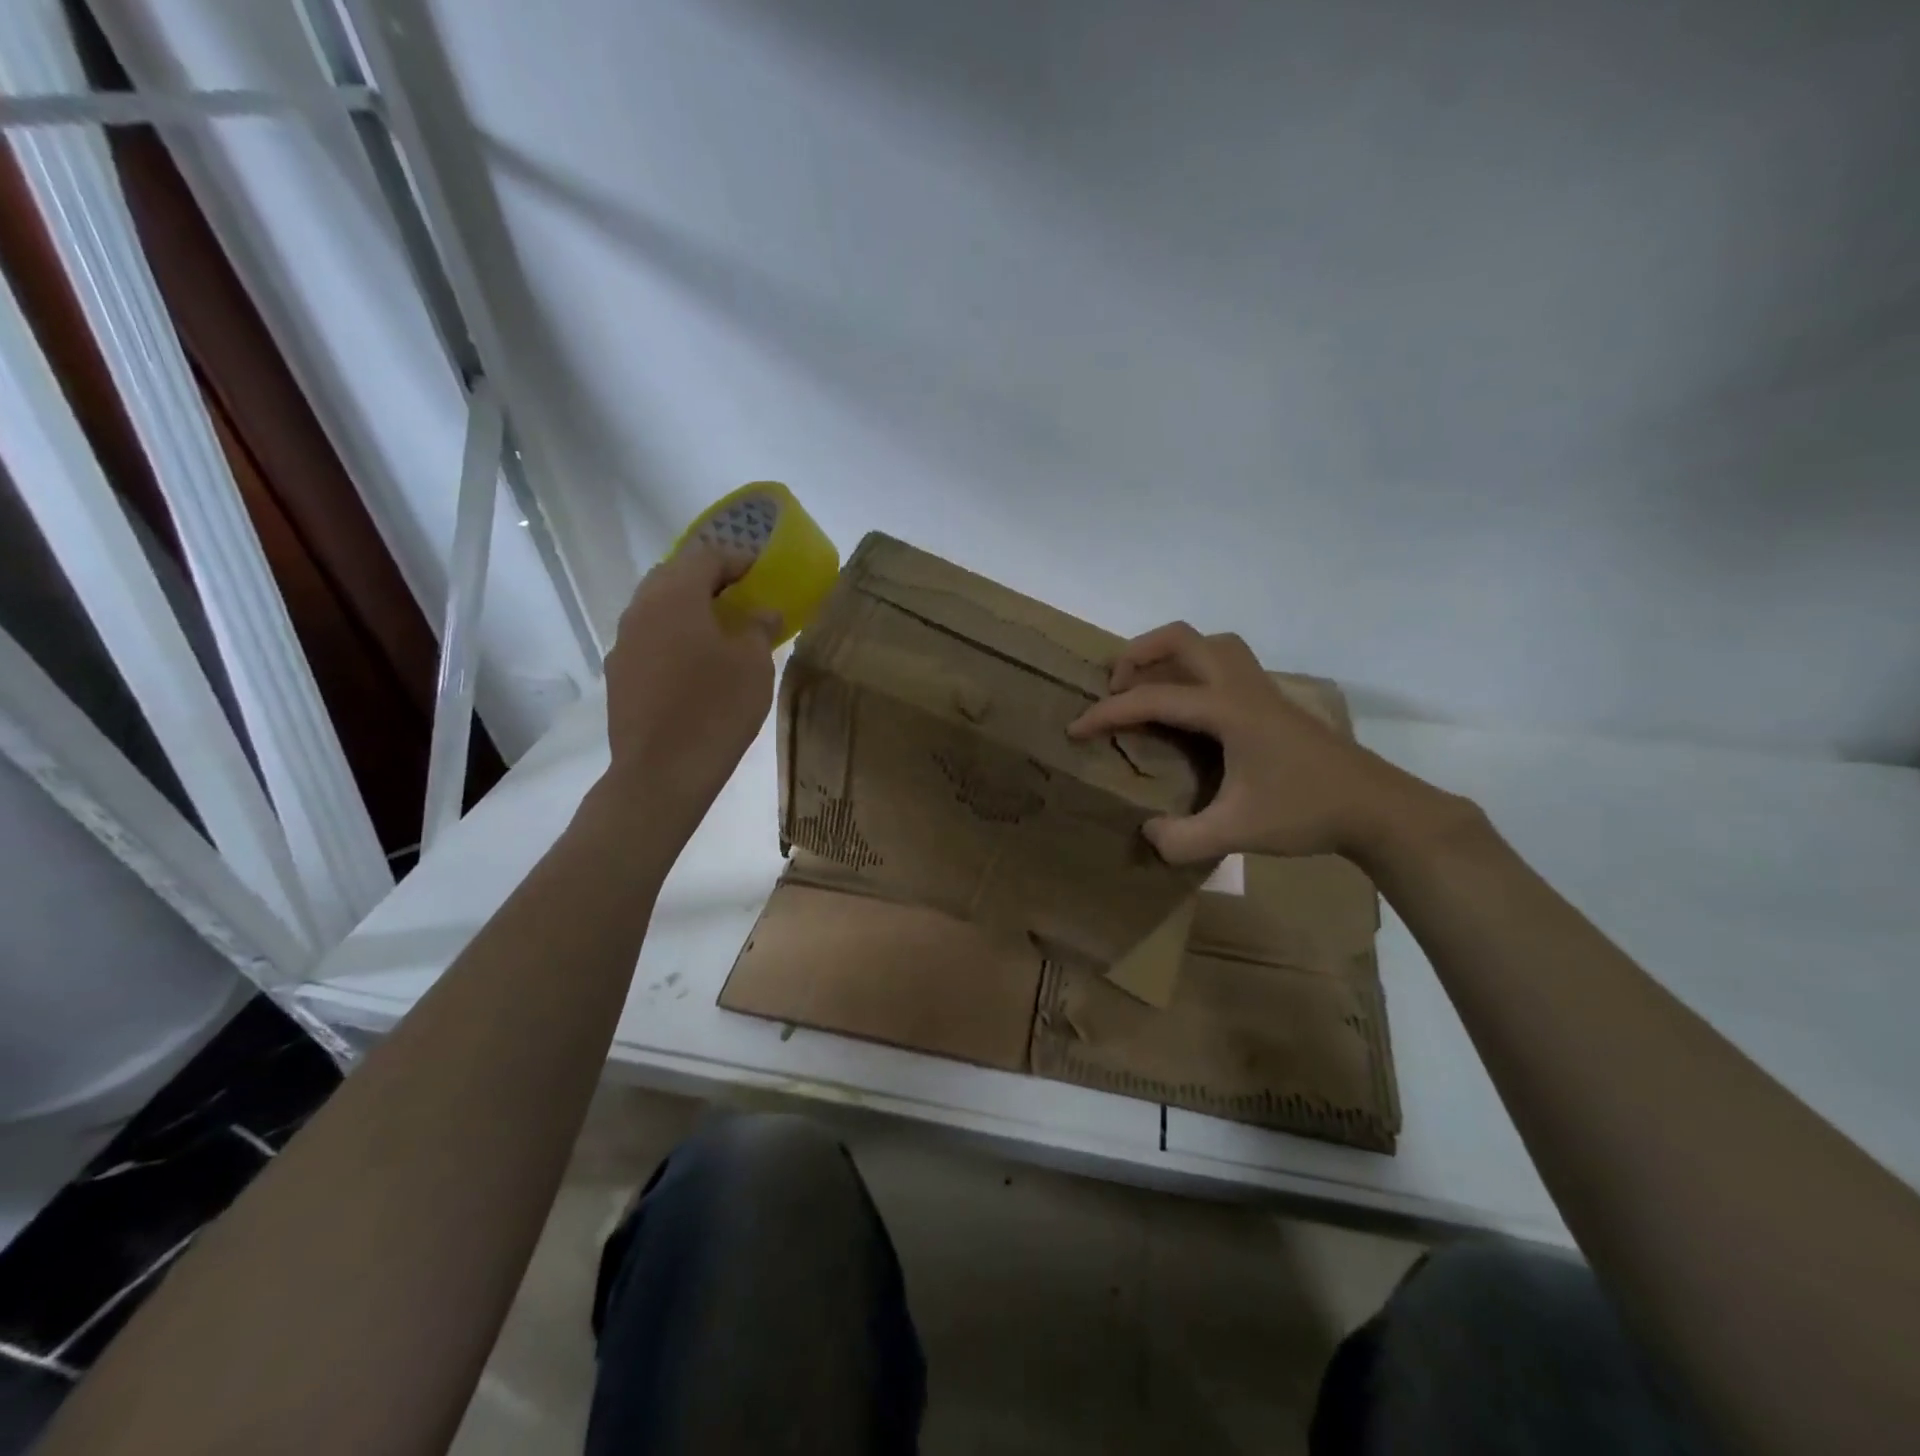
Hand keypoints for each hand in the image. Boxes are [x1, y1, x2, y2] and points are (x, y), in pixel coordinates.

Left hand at [600, 545, 777, 838]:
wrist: (661, 772)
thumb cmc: (715, 709)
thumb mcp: (753, 665)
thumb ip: (759, 628)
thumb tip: (763, 612)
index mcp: (675, 596)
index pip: (706, 556)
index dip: (737, 560)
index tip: (762, 573)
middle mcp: (641, 609)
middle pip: (674, 576)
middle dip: (708, 581)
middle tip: (741, 599)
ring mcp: (623, 642)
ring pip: (657, 608)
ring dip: (688, 609)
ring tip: (720, 632)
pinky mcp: (619, 673)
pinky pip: (649, 638)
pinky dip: (673, 637)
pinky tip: (694, 665)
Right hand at [1068, 622, 1456, 863]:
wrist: (1376, 808)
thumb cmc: (1306, 812)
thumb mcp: (1238, 833)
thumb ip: (1183, 839)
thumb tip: (1147, 833)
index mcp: (1228, 710)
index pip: (1153, 698)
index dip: (1107, 713)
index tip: (1075, 730)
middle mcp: (1242, 687)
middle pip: (1183, 639)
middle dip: (1138, 654)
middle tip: (1115, 688)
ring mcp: (1262, 690)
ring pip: (1210, 643)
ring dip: (1171, 655)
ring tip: (1150, 687)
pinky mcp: (1273, 702)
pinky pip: (1226, 664)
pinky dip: (1196, 670)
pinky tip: (1192, 711)